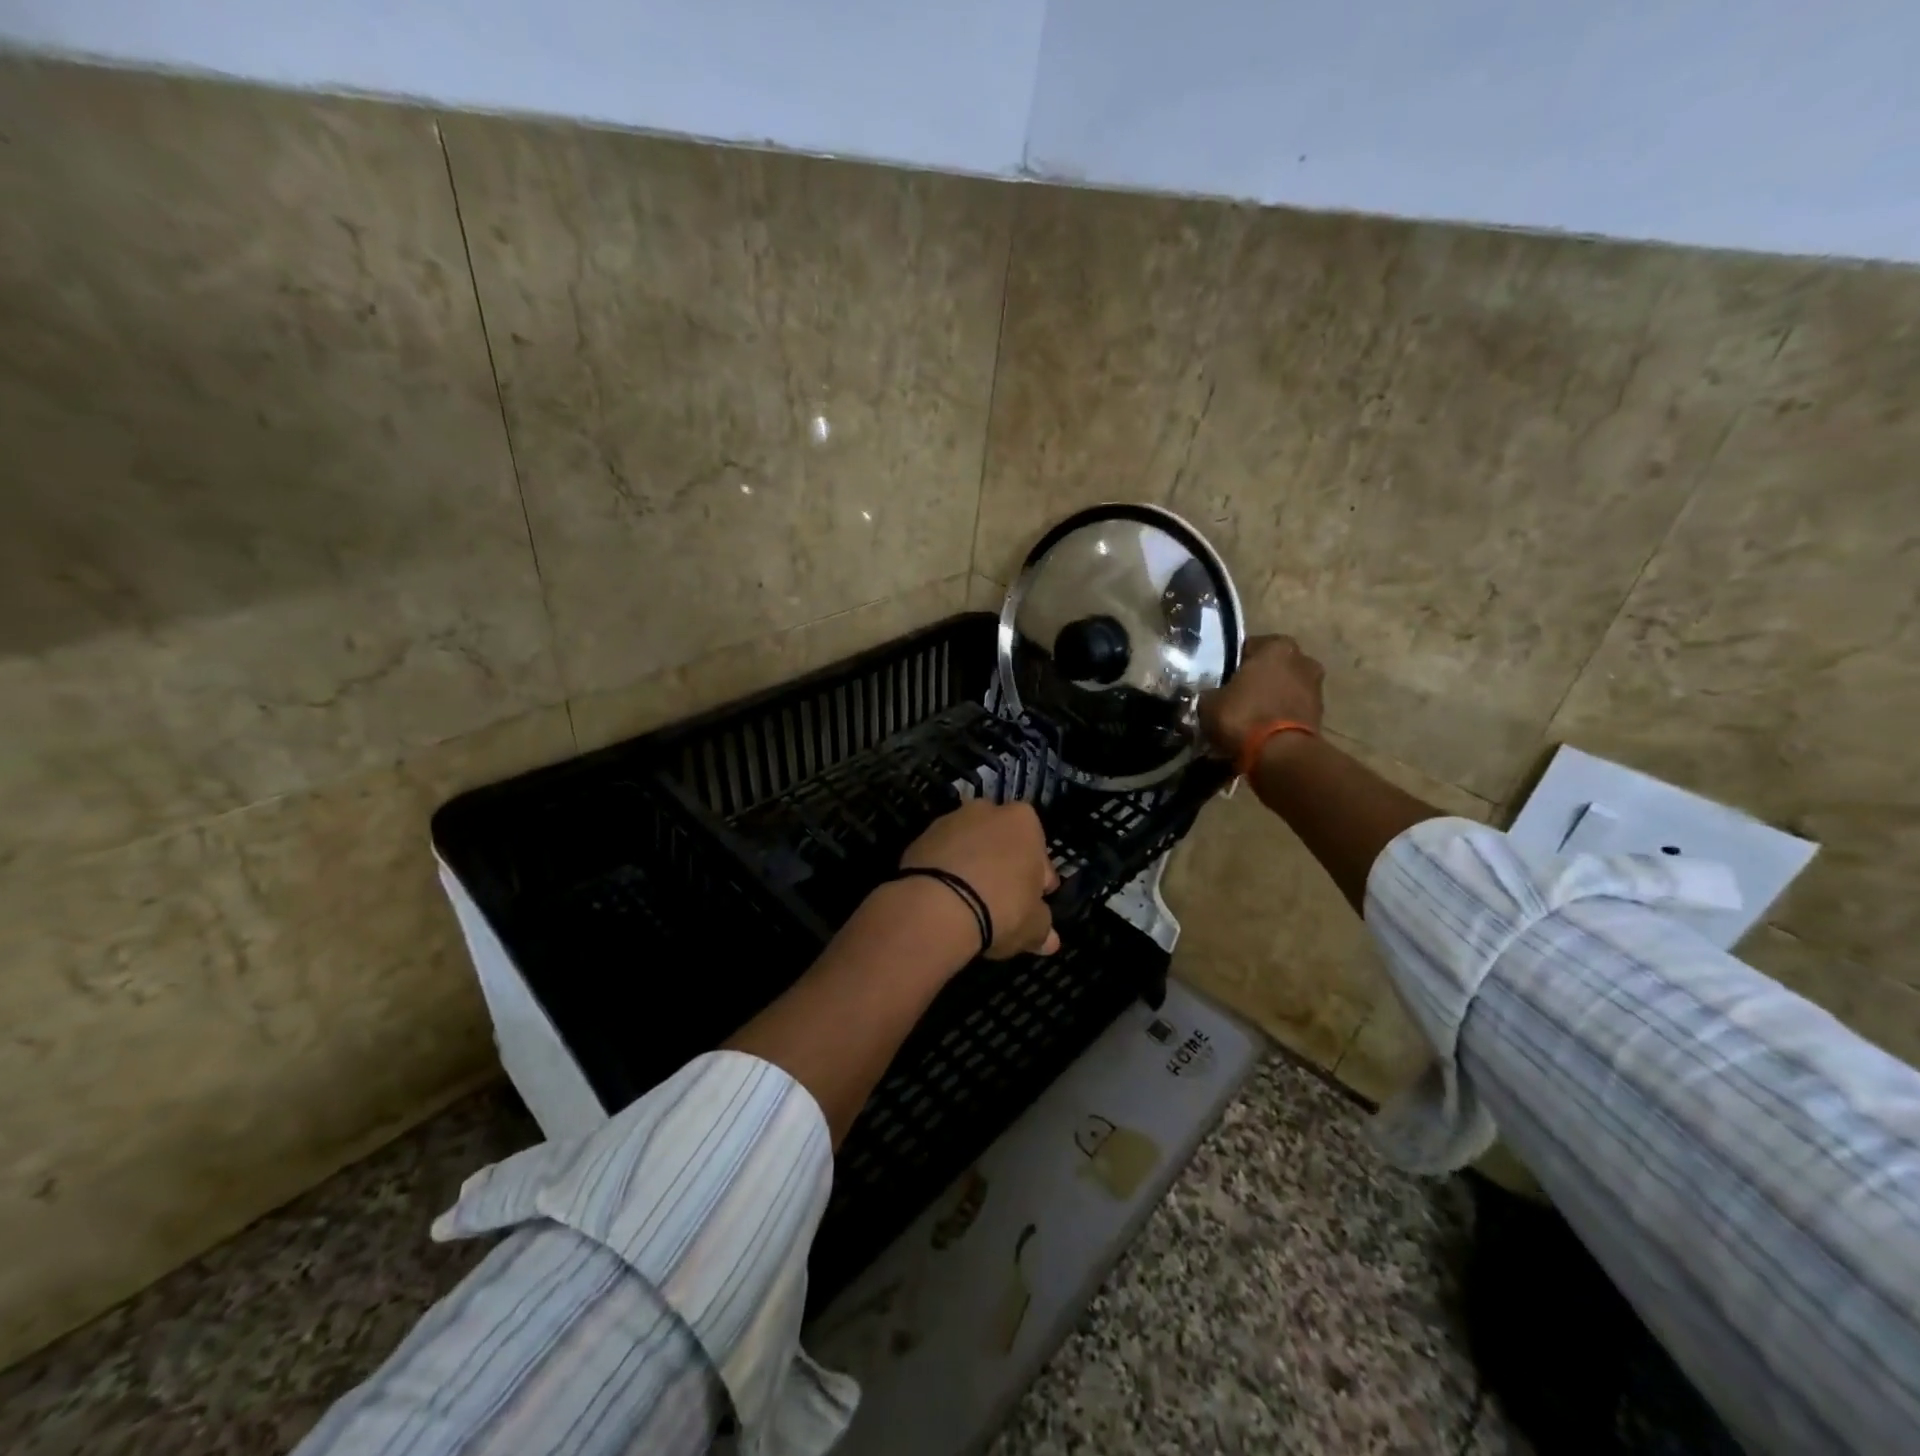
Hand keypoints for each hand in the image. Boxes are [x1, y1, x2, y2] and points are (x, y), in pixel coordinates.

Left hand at [899, 800, 1061, 958]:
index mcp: (1023, 821)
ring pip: (970, 847)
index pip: (1039, 853)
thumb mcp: (1033, 927)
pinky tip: (945, 900)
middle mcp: (987, 810)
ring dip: (972, 867)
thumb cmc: (1001, 908)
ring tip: (969, 904)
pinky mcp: (920, 839)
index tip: (1033, 903)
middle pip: (1002, 842)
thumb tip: (1050, 940)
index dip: (1038, 881)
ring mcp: (949, 821)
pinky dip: (946, 873)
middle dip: (1003, 867)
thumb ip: (1043, 928)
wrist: (936, 907)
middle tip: (1002, 901)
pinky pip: (941, 857)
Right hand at [1198, 634, 1325, 760]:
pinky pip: (1291, 709)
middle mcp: (1302, 659)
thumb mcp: (1209, 702)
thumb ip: (1211, 692)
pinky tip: (1261, 731)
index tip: (1219, 681)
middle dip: (1255, 680)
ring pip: (1283, 688)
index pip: (1247, 647)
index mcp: (1276, 645)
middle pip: (1270, 667)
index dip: (1231, 665)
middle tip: (1233, 699)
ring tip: (1248, 718)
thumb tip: (1212, 696)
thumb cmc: (1243, 716)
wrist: (1281, 755)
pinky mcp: (1321, 714)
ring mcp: (1316, 687)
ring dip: (1269, 699)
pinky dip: (1279, 716)